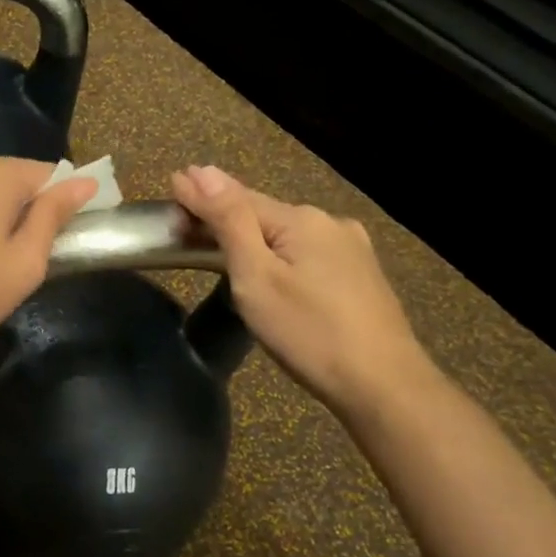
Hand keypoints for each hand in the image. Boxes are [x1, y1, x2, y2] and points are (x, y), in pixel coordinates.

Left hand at [0, 155, 98, 368]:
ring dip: (7, 218)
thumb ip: (54, 215)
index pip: (51, 173)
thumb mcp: (25, 261)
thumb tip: (85, 182)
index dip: (68, 203)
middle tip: (36, 259)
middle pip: (19, 178)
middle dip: (35, 210)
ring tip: (4, 263)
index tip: (73, 238)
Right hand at [170, 164, 435, 416]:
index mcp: (301, 219)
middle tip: (186, 219)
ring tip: (221, 242)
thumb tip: (201, 171)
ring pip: (287, 234)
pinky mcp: (361, 276)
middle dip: (225, 215)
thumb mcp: (256, 276)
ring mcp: (352, 249)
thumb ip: (228, 221)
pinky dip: (280, 253)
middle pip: (264, 213)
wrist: (384, 386)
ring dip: (253, 234)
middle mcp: (330, 223)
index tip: (171, 184)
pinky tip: (273, 266)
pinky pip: (307, 253)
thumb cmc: (308, 332)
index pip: (238, 196)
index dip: (202, 194)